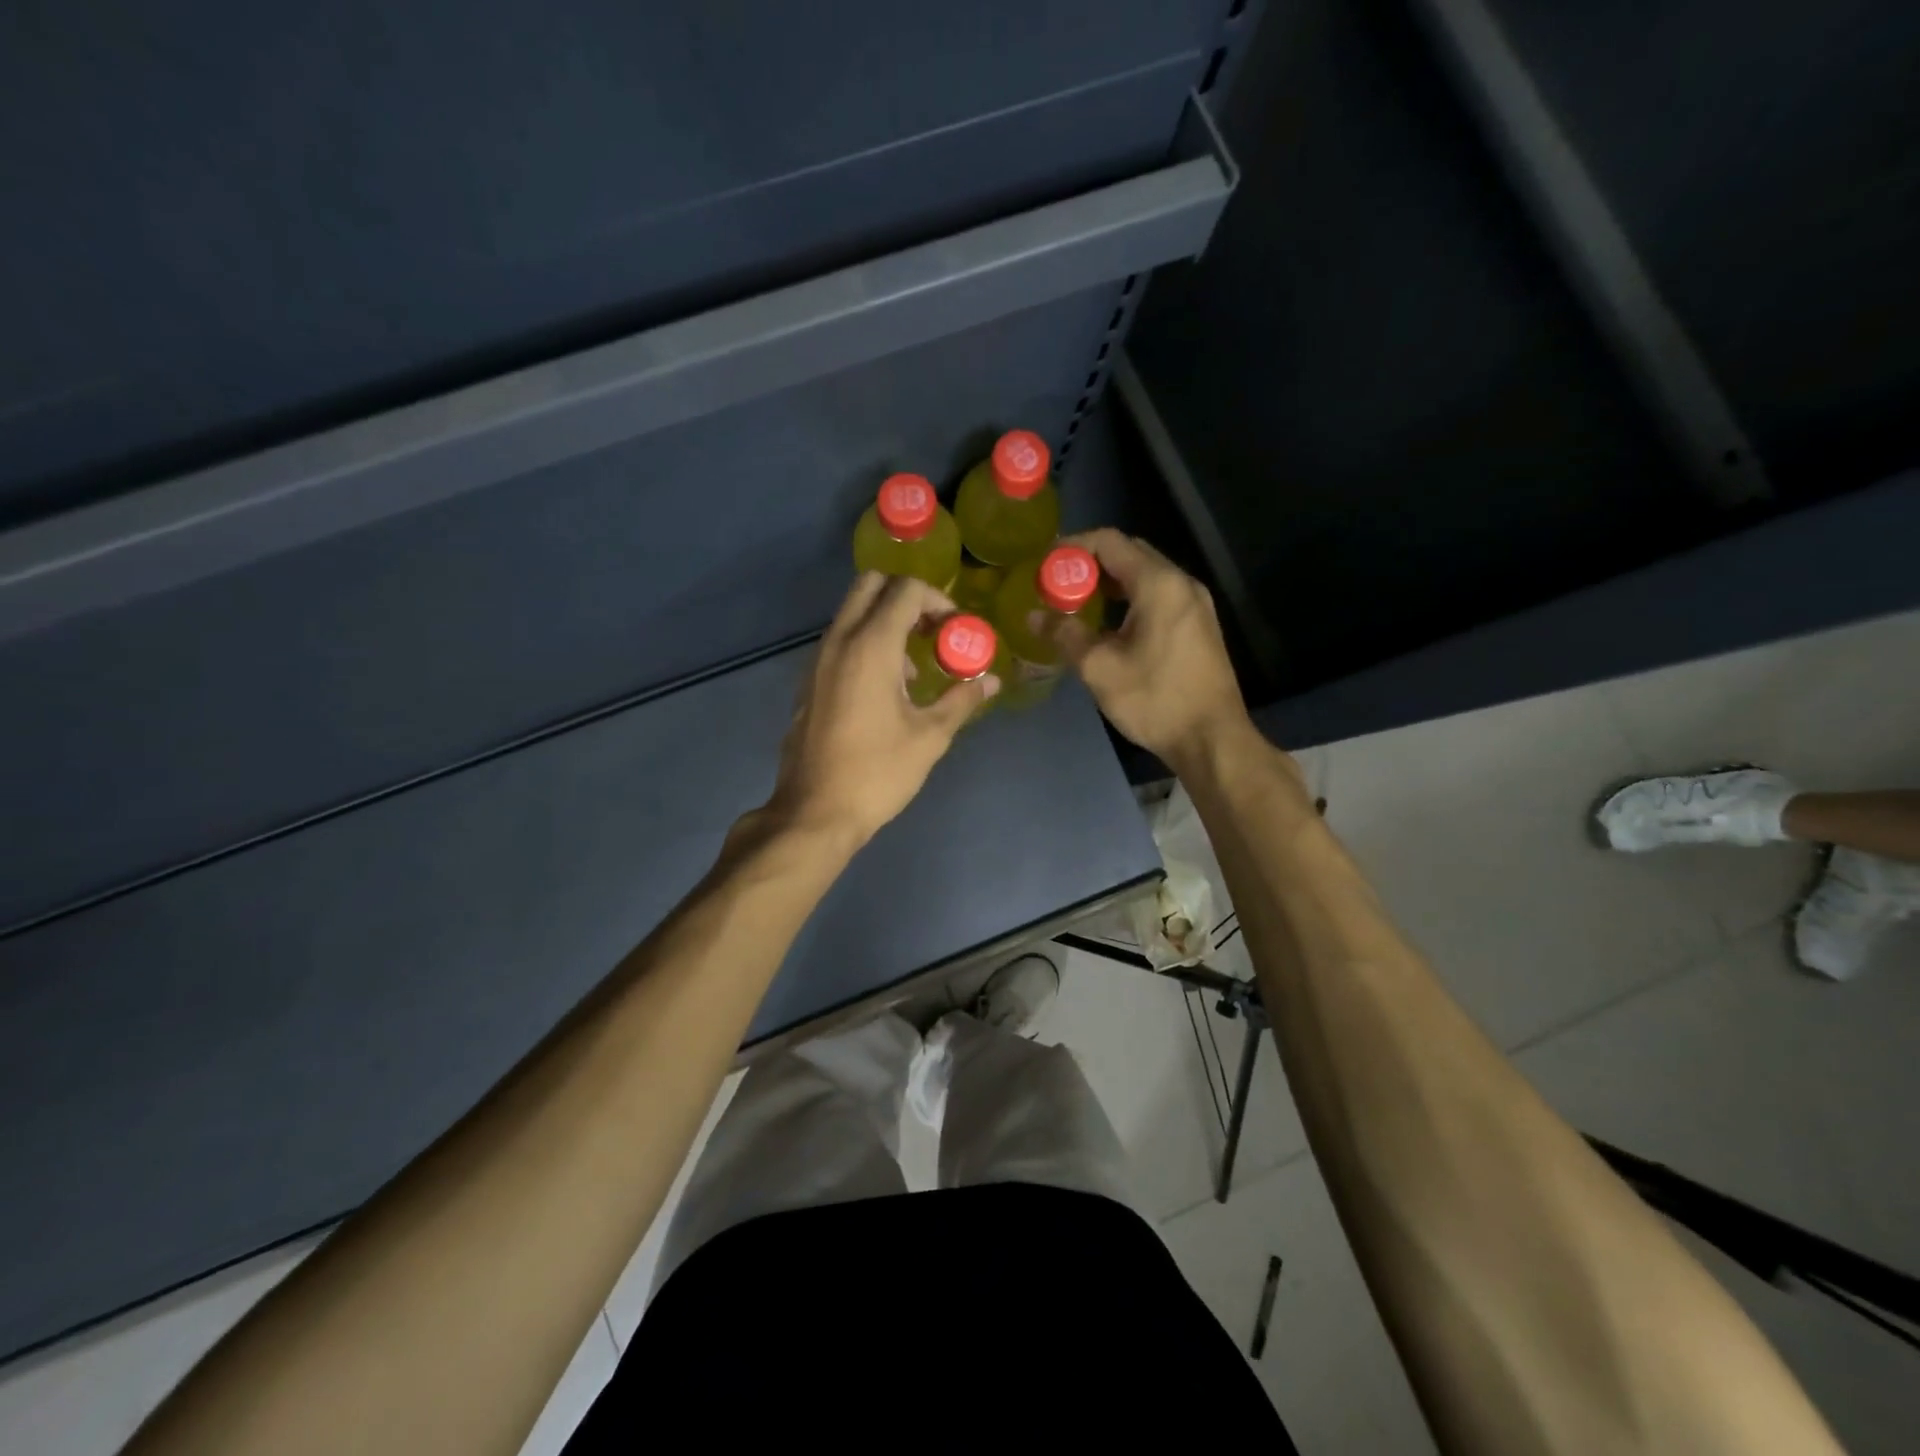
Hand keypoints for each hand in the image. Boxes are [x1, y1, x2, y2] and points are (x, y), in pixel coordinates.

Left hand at [761, 572, 996, 846]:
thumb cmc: (877, 773)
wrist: (814, 812)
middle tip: (931, 630)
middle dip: (906, 597)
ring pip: (851, 612)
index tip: (956, 630)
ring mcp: (817, 660)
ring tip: (912, 669)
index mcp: (870, 647)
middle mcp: (839, 641)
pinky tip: (884, 691)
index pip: (905, 591)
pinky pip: (839, 641)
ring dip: (884, 622)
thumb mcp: (930, 737)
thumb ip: (962, 699)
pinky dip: (864, 643)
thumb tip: (991, 680)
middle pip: (870, 584)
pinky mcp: (808, 682)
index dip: (937, 600)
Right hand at [1063, 529, 1250, 769]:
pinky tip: (1111, 624)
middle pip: (1130, 553)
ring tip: (1078, 604)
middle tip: (1058, 585)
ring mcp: (1195, 604)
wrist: (1212, 738)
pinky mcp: (1199, 625)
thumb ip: (1065, 634)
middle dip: (1090, 564)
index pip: (1110, 542)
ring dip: (1111, 583)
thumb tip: (1033, 616)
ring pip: (1146, 575)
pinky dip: (1131, 599)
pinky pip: (1159, 595)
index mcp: (1159, 584)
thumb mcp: (1099, 668)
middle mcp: (1181, 583)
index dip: (1073, 546)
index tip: (1044, 564)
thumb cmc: (1155, 700)